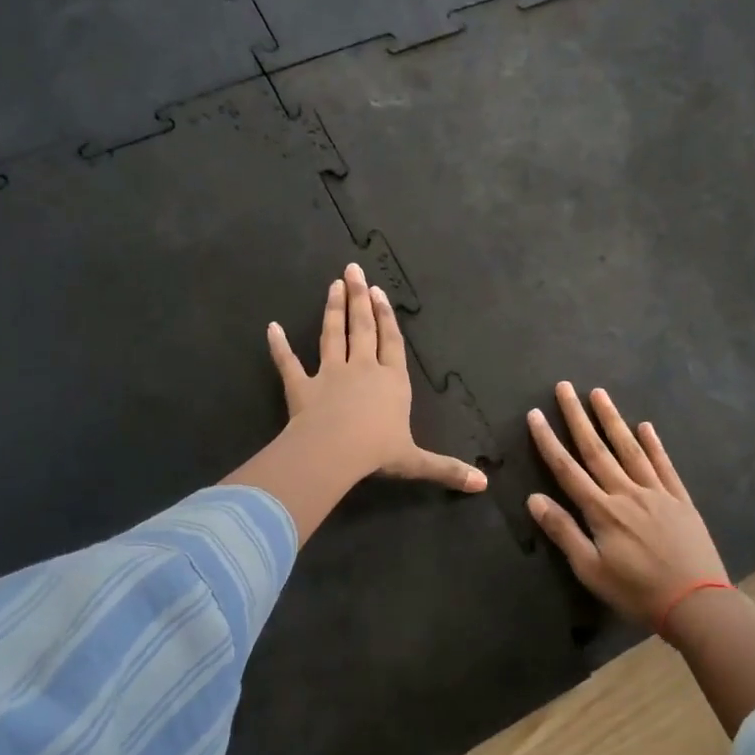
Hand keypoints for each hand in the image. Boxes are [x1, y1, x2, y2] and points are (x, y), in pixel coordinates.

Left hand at [266, 262, 486, 492]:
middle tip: (353, 269)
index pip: (391, 342)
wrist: (334, 452)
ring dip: (332, 309)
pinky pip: (288, 363)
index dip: (387, 317)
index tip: (380, 291)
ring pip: (331, 335)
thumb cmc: (377, 452)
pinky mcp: (301, 386)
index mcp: (392, 381)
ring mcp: (330, 374)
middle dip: (359, 298)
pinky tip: (272, 328)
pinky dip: (279, 346)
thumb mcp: (416, 462)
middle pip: (362, 327)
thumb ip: (447, 468)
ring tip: (332, 285)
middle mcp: (362, 369)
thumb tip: (483, 485)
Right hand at [526, 382, 728, 624]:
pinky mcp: (680, 500)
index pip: (567, 469)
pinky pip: (664, 465)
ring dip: (612, 420)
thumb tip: (534, 498)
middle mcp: (626, 492)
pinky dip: (654, 445)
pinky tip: (646, 427)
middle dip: (577, 417)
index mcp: (602, 511)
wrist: (697, 604)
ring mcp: (656, 493)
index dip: (548, 441)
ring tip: (599, 394)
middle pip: (596, 449)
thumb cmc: (637, 592)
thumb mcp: (591, 570)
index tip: (534, 414)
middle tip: (564, 387)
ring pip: (629, 449)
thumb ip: (564, 532)